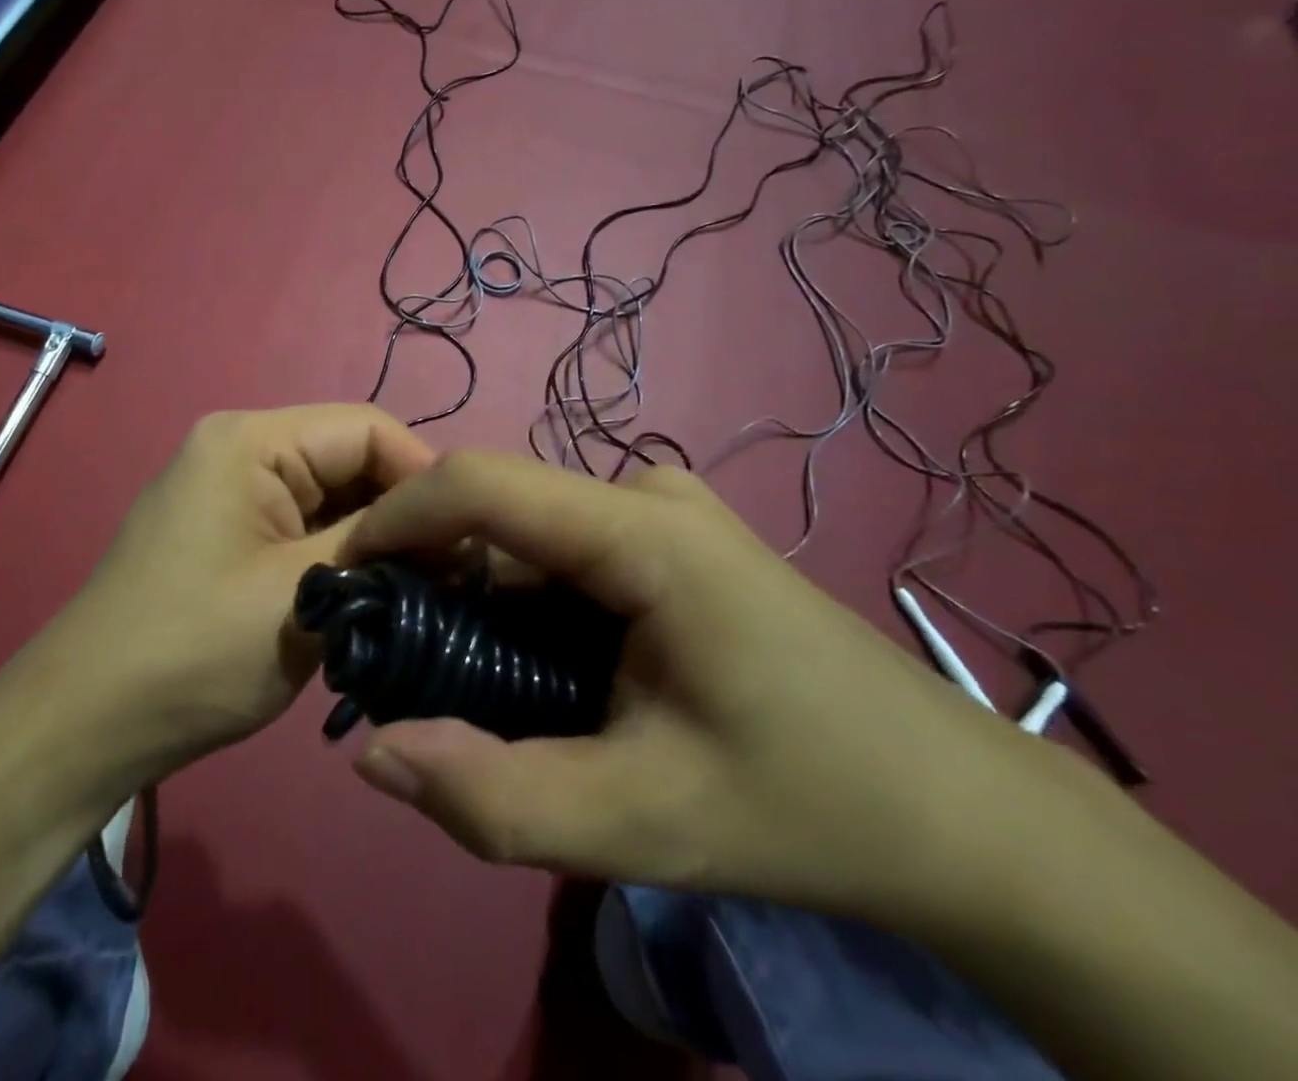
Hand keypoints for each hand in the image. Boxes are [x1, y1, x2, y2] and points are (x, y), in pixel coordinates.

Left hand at [15, 406, 434, 793]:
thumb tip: (451, 532)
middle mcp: (238, 448)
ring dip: (373, 537)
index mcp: (250, 439)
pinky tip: (372, 592)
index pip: (366, 428)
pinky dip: (340, 552)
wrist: (88, 725)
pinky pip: (302, 524)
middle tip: (454, 572)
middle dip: (401, 511)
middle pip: (348, 458)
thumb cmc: (194, 651)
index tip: (471, 538)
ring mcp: (229, 490)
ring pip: (329, 495)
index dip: (424, 476)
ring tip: (423, 586)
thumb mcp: (303, 592)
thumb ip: (381, 546)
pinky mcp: (228, 531)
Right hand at [338, 451, 1069, 923]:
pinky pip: (565, 550)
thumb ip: (496, 798)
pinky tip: (531, 666)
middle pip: (502, 509)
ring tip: (459, 675)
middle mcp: (648, 495)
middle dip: (432, 571)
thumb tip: (373, 755)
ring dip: (477, 593)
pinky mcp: (673, 540)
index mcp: (645, 533)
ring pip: (530, 534)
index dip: (397, 518)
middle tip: (395, 656)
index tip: (347, 581)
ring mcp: (665, 513)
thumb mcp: (643, 824)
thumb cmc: (809, 806)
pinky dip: (522, 599)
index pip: (481, 484)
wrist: (962, 814)